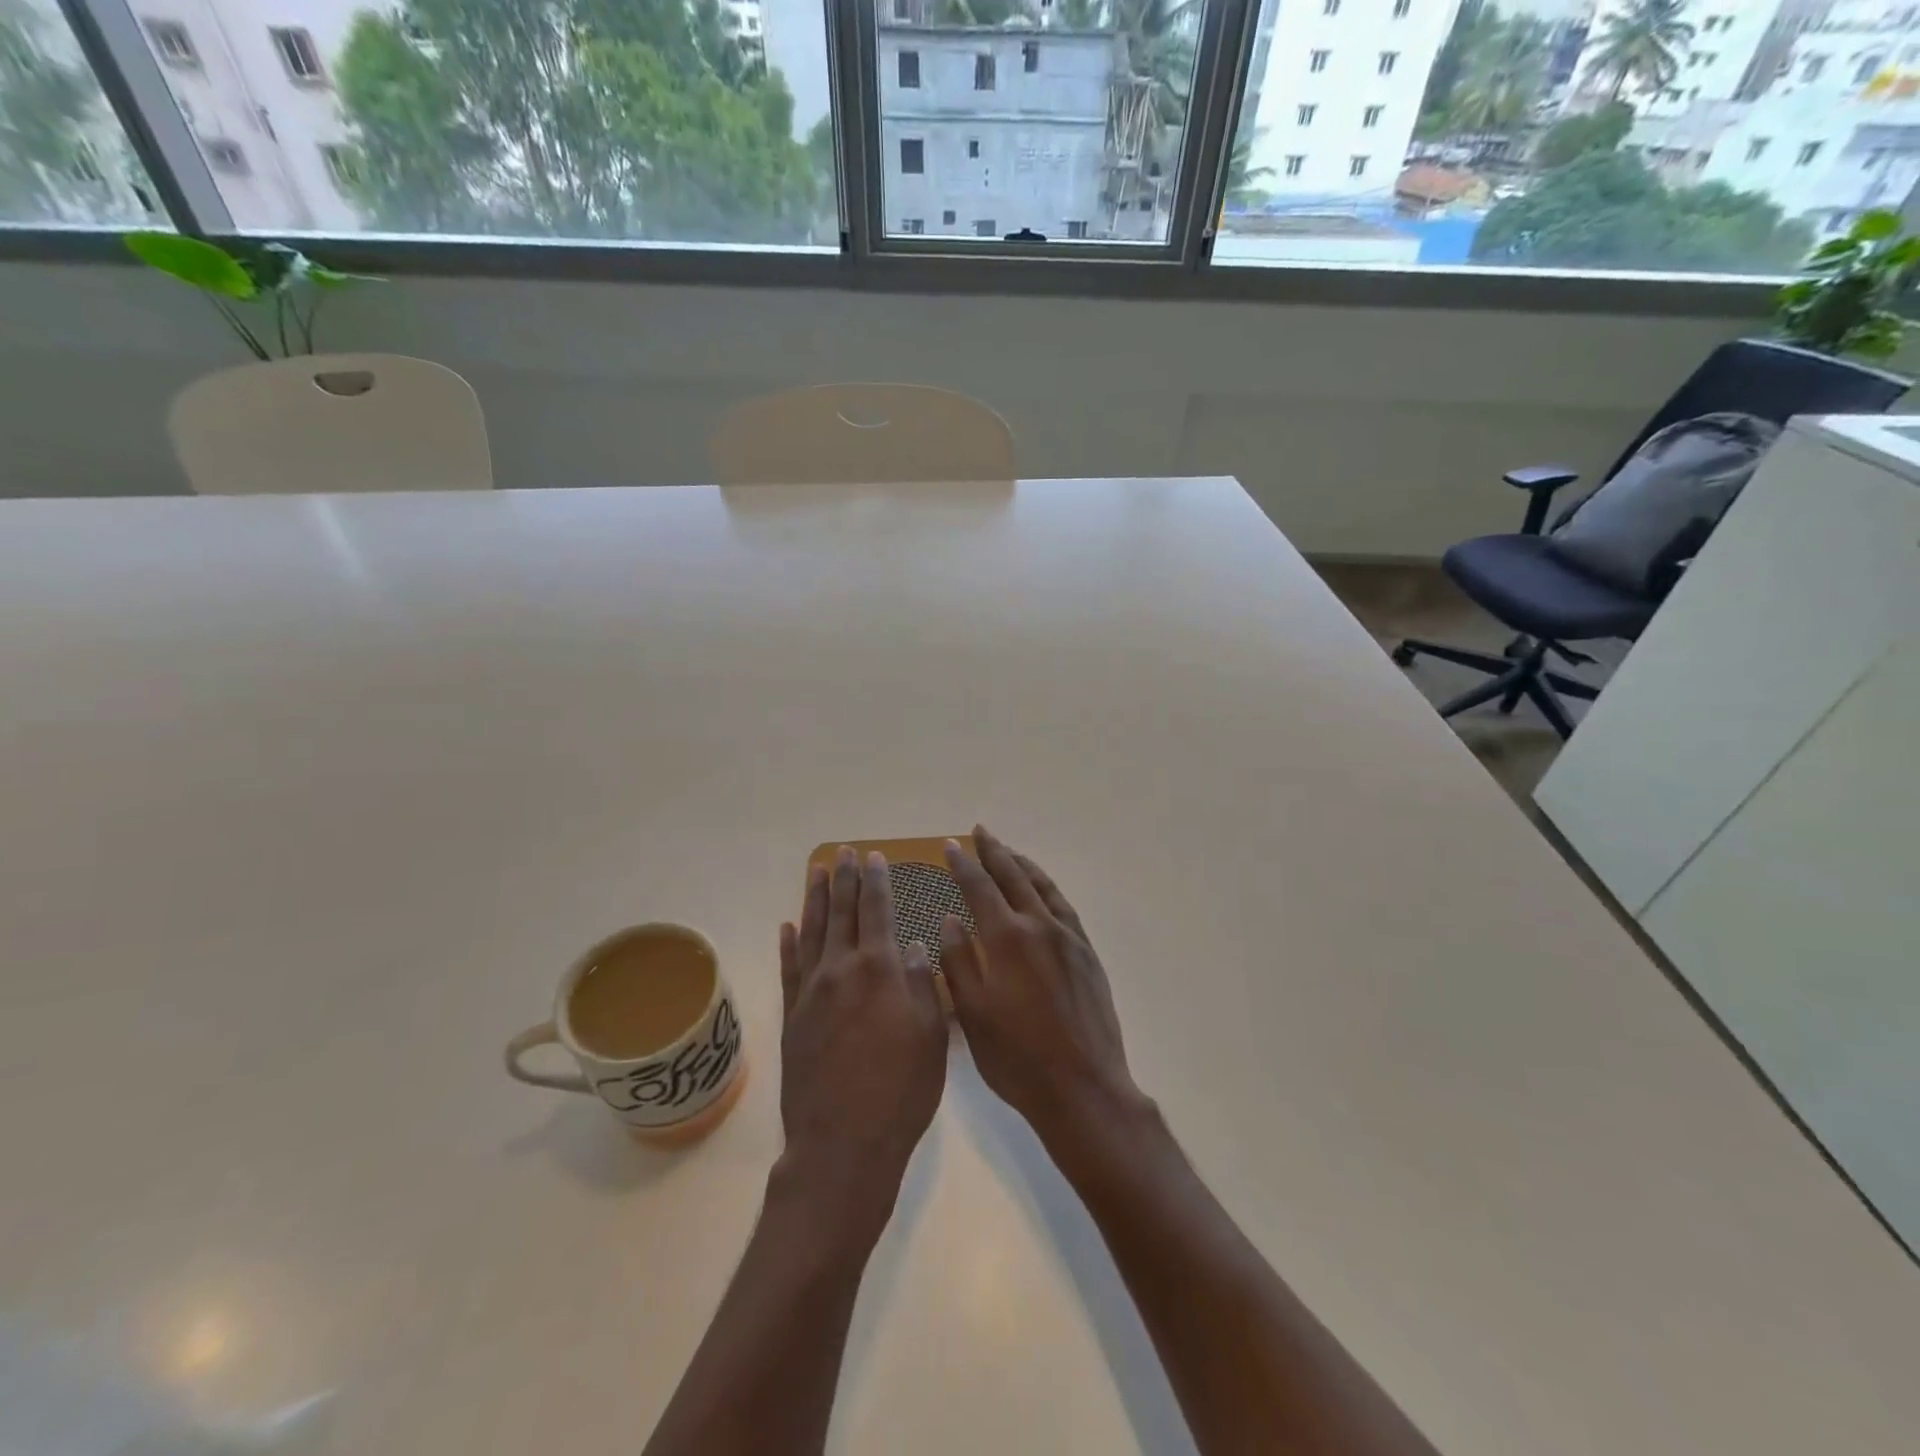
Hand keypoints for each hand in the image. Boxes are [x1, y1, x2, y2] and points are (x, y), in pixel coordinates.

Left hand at [777, 847, 947, 1230]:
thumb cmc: (901, 1092)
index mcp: (880, 969)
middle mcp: (841, 970)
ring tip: (817, 872)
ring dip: (814, 899)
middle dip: (844, 879)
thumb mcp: (931, 1036)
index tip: (874, 857)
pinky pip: (788, 969)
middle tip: (844, 852)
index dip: (876, 881)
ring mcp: (811, 993)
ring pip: (811, 932)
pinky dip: (788, 944)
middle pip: (841, 912)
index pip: (877, 910)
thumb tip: (916, 946)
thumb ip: (924, 984)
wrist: (843, 1145)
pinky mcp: (792, 1017)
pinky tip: (787, 926)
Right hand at [939, 826, 1142, 1151]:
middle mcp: (1039, 927)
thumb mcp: (972, 1013)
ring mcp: (1068, 939)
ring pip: (1042, 887)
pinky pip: (1064, 906)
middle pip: (1013, 877)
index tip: (951, 845)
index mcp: (1006, 939)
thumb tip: (950, 918)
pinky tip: (1042, 890)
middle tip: (980, 831)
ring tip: (1008, 851)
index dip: (963, 865)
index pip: (979, 888)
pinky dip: (1048, 888)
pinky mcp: (1087, 954)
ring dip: (1022, 864)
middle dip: (994, 851)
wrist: (1083, 1088)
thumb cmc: (1017, 1057)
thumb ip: (958, 961)